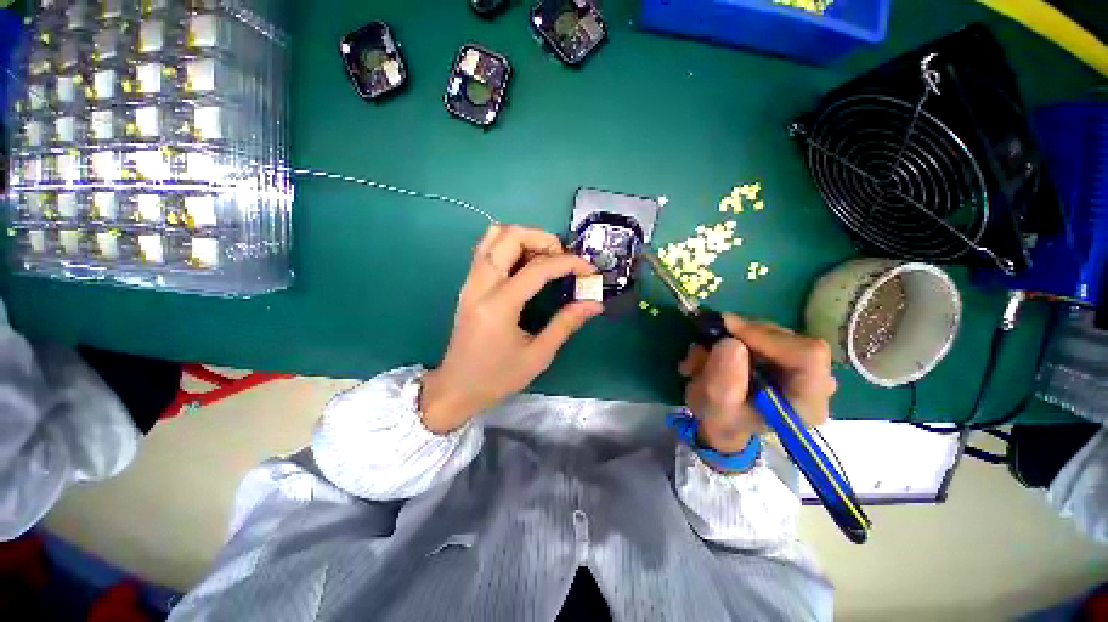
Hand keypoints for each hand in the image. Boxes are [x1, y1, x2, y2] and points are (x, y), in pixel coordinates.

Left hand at [420, 224, 603, 433]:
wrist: (456, 388)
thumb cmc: (497, 378)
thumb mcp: (538, 356)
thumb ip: (566, 324)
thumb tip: (593, 303)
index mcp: (499, 306)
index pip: (537, 268)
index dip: (568, 263)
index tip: (589, 269)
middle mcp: (480, 285)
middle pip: (509, 236)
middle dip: (543, 238)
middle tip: (563, 258)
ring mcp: (470, 282)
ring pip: (494, 236)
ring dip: (524, 238)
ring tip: (545, 258)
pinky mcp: (468, 284)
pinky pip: (487, 249)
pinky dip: (510, 246)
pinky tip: (526, 265)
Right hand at [678, 314, 835, 453]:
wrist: (723, 422)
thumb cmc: (723, 422)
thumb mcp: (717, 408)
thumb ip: (724, 381)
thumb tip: (731, 343)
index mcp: (807, 402)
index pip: (808, 355)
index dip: (766, 337)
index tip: (727, 330)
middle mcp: (814, 380)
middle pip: (786, 338)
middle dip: (740, 336)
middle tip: (705, 343)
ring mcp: (801, 364)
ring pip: (769, 330)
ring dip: (729, 336)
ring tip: (701, 356)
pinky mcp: (784, 352)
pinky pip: (760, 331)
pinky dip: (731, 335)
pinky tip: (712, 352)